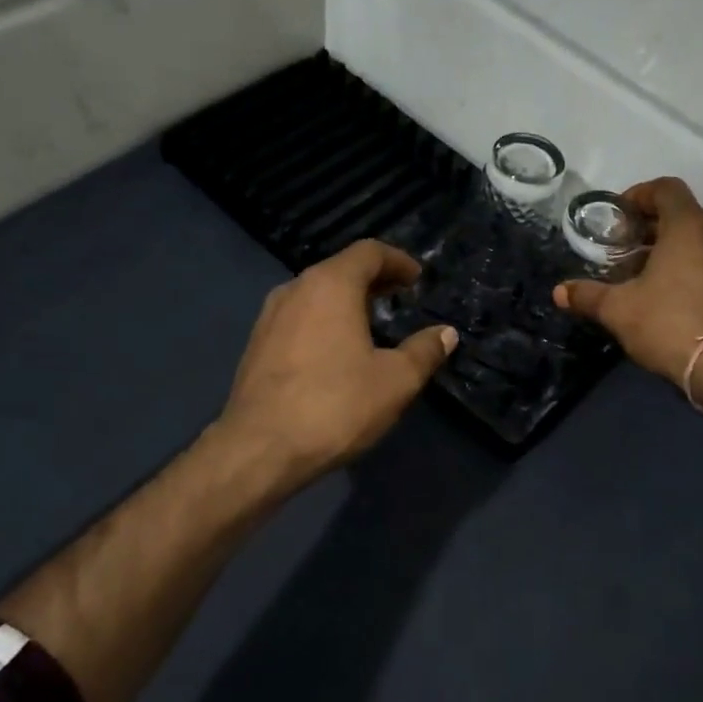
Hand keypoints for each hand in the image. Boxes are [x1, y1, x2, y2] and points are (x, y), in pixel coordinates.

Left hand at [217, 240, 456, 486]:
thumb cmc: (335, 406)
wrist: (259, 449)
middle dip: (373, 279)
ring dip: (346, 300)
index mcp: (330, 285)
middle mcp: (295, 289)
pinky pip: (298, 317)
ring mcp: (269, 317)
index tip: (417, 278)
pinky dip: (324, 320)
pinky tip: (336, 351)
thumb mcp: (395, 381)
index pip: (368, 252)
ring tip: (371, 323)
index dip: (397, 260)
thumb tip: (446, 333)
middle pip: (340, 269)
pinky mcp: (256, 345)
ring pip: (316, 293)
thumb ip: (424, 351)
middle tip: (400, 297)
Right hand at [554, 177, 702, 423]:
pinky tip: (673, 297)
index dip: (640, 195)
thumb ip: (588, 295)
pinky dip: (694, 270)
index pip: (666, 188)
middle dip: (652, 227)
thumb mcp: (618, 310)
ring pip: (701, 242)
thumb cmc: (669, 324)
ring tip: (647, 276)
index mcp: (688, 226)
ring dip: (674, 250)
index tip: (619, 217)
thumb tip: (559, 292)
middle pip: (683, 215)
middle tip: (625, 250)